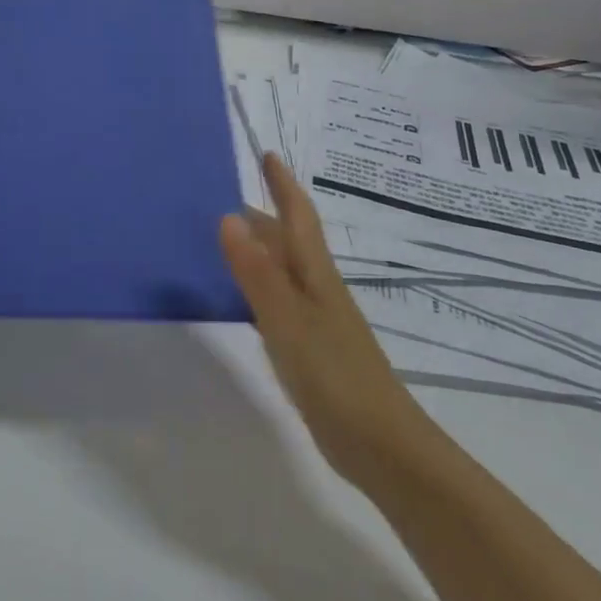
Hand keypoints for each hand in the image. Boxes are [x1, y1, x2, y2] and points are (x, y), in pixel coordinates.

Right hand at [219, 153, 416, 487]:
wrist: (381, 445)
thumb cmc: (335, 376)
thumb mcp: (288, 320)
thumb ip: (257, 272)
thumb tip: (228, 216)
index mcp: (315, 274)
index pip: (298, 217)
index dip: (283, 185)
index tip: (267, 155)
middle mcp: (316, 288)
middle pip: (287, 241)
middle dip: (261, 215)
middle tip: (219, 197)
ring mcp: (315, 319)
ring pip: (281, 270)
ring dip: (256, 249)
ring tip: (220, 238)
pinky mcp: (310, 348)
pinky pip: (276, 300)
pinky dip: (255, 286)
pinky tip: (237, 297)